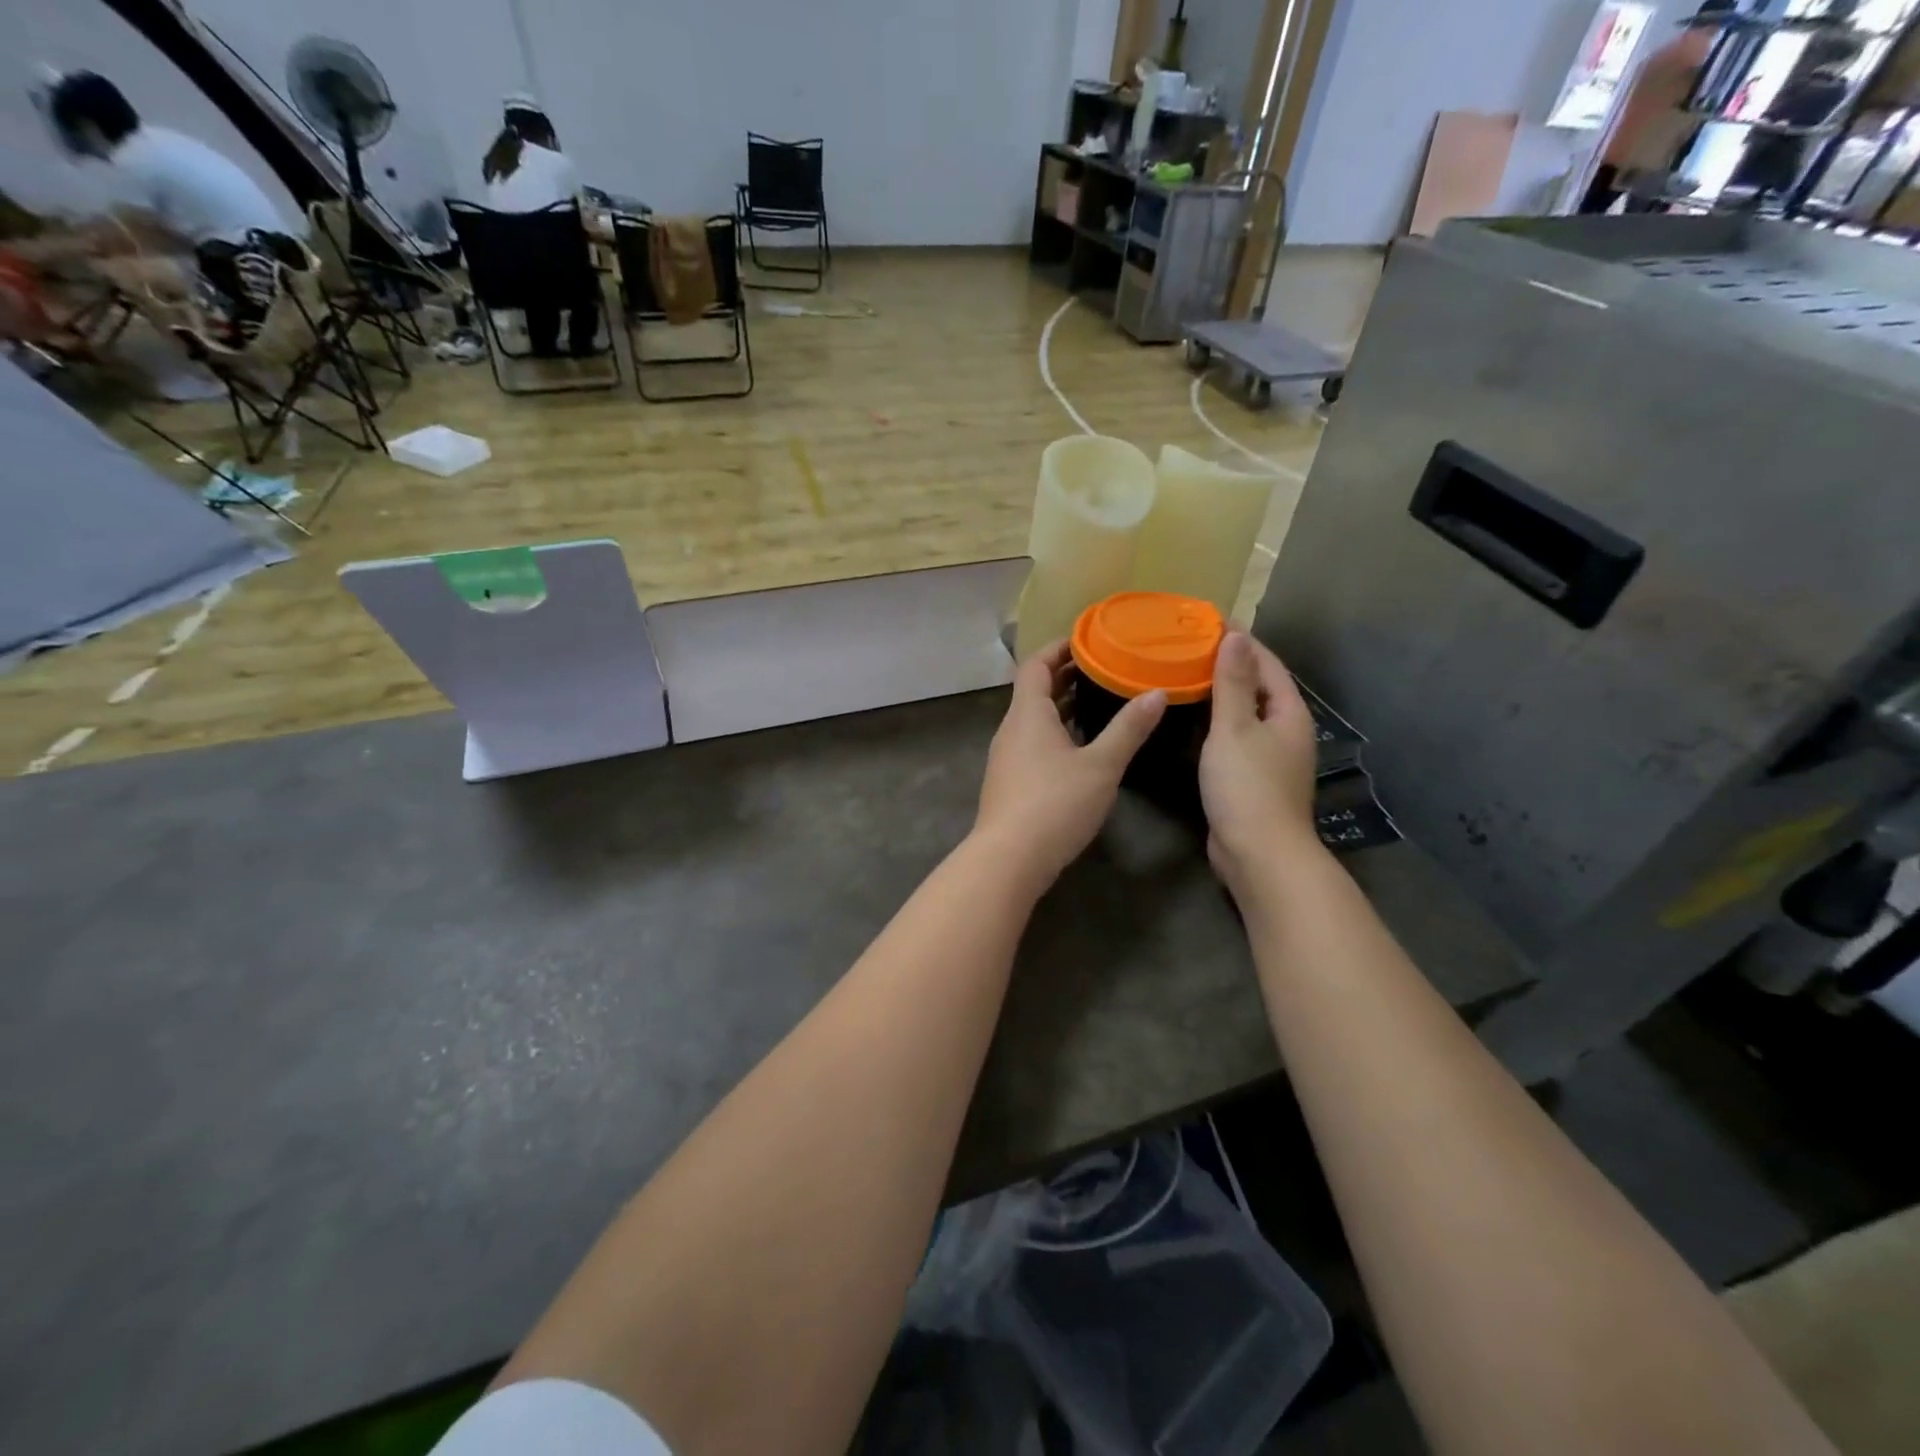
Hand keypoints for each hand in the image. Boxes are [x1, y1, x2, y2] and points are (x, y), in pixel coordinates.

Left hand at [973, 641, 1165, 891]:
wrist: (1008, 859)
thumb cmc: (1055, 804)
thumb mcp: (1101, 765)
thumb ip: (1128, 728)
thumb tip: (1157, 692)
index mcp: (1028, 714)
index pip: (1036, 665)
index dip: (1058, 648)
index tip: (1087, 639)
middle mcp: (1011, 729)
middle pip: (1033, 691)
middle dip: (1064, 676)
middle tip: (1101, 668)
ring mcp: (1005, 758)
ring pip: (1032, 720)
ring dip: (1060, 707)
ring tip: (1095, 702)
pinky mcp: (1008, 783)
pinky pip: (1031, 743)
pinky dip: (1054, 733)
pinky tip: (1078, 749)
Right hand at [1199, 632, 1324, 896]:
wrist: (1258, 853)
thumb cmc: (1247, 786)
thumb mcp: (1234, 728)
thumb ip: (1232, 682)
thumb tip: (1236, 636)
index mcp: (1288, 713)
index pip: (1267, 664)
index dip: (1242, 641)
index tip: (1211, 622)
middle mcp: (1285, 731)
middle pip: (1258, 687)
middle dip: (1231, 665)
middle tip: (1192, 647)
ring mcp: (1271, 758)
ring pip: (1246, 714)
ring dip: (1222, 694)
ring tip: (1187, 676)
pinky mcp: (1253, 779)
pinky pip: (1235, 738)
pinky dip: (1216, 723)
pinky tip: (1192, 722)